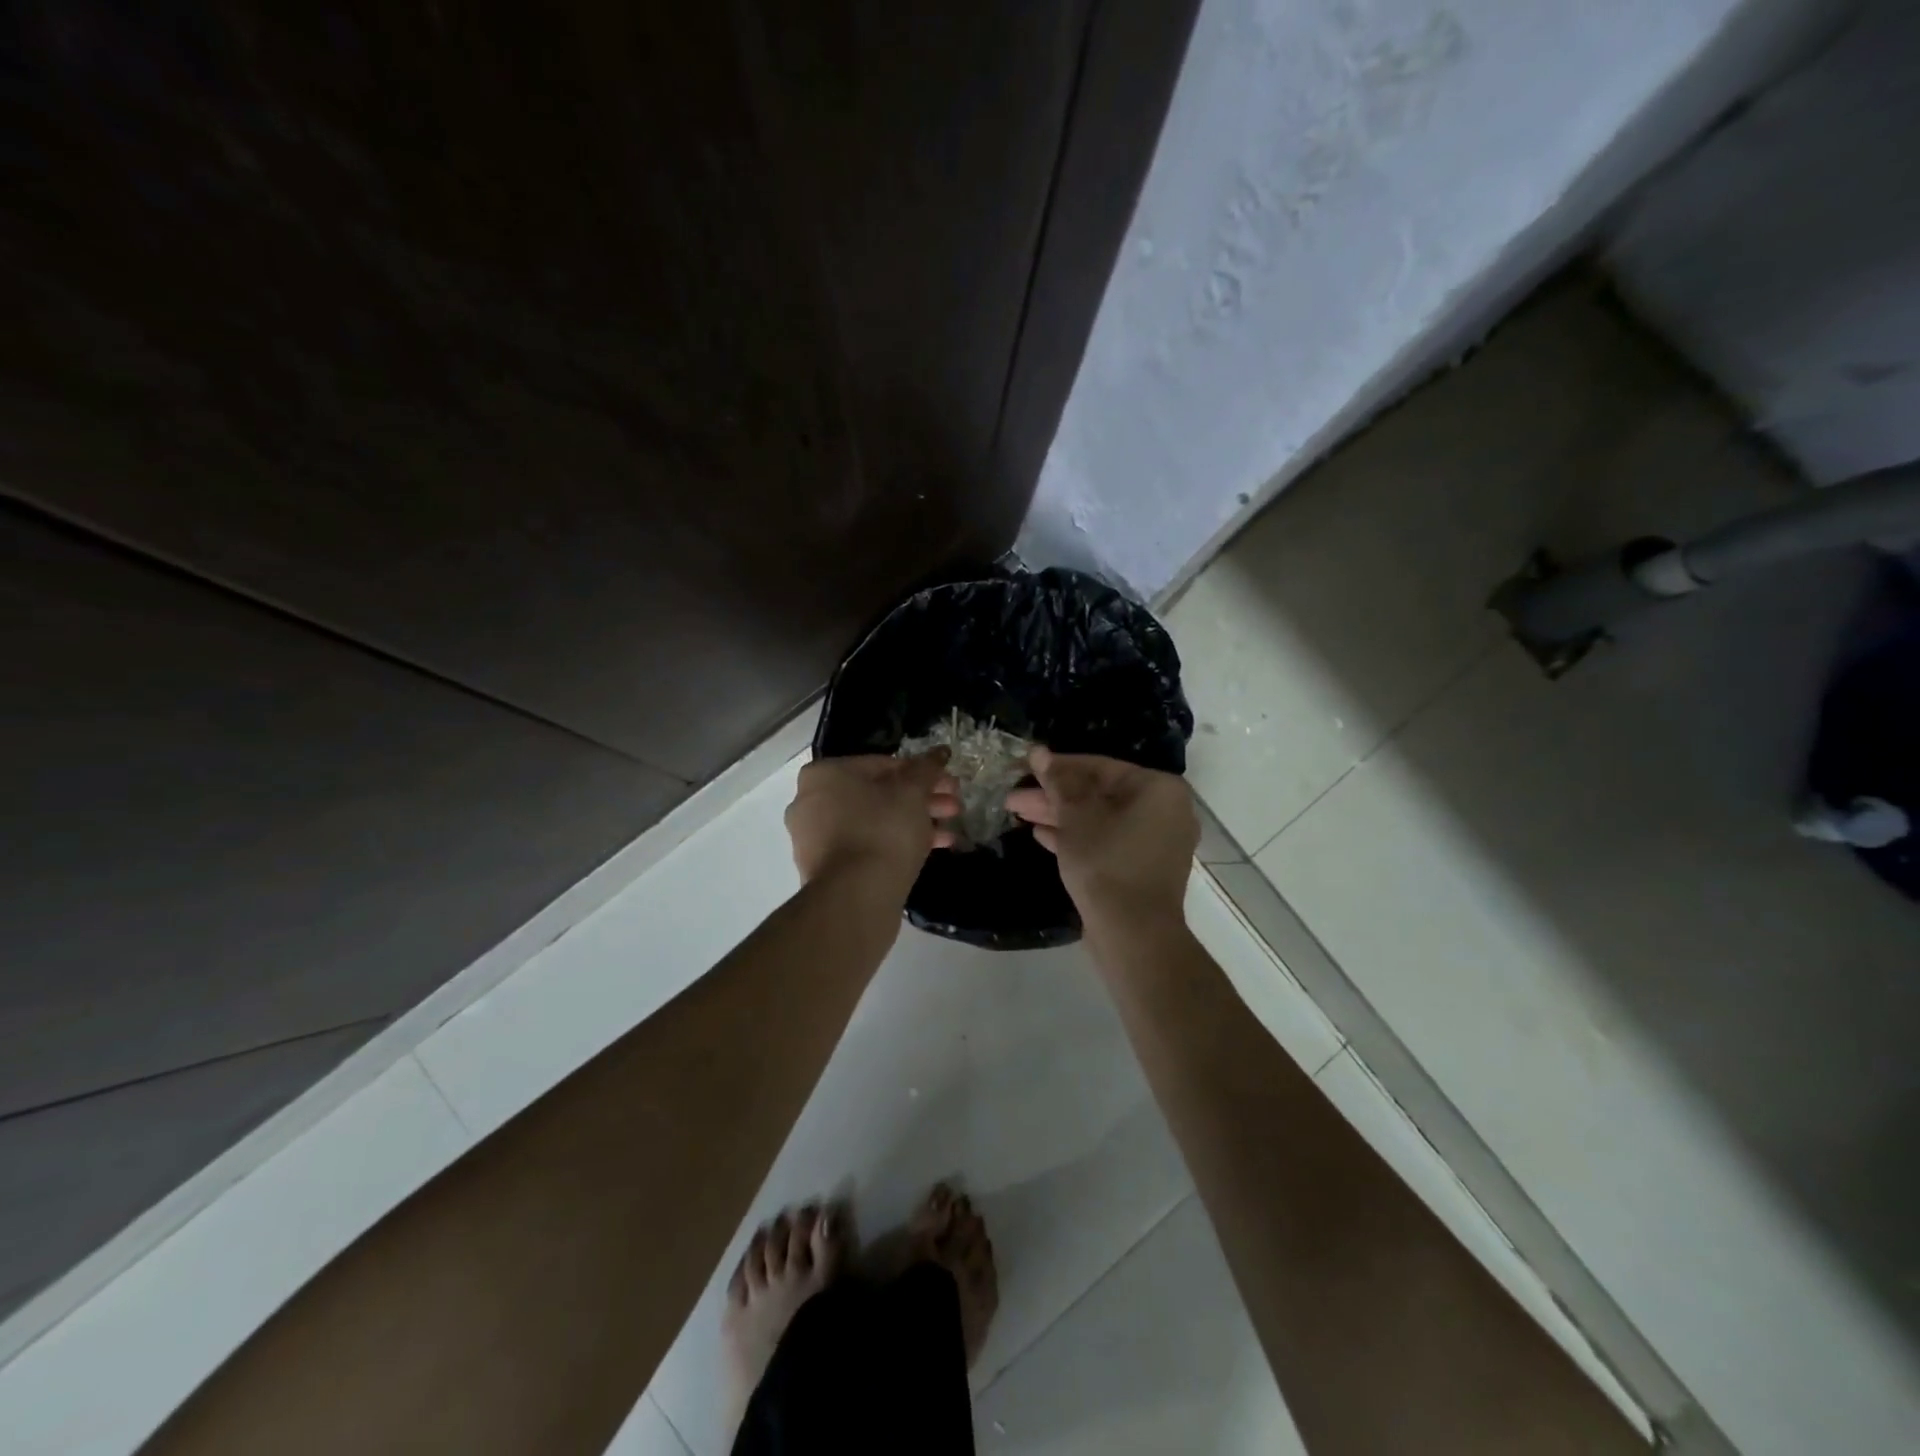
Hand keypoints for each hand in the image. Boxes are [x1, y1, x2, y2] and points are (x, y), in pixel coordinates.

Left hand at [786, 752, 960, 898]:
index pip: (882, 764)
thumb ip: (927, 768)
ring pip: (874, 821)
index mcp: (825, 774)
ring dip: (915, 823)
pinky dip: (895, 844)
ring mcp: (814, 838)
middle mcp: (811, 802)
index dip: (922, 772)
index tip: (948, 784)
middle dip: (922, 800)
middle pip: (879, 794)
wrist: (855, 897)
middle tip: (954, 808)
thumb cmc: (883, 830)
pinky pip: (865, 845)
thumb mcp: (912, 792)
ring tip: (949, 834)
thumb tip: (940, 751)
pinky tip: (931, 850)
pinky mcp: (825, 868)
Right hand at [1005, 746, 1197, 935]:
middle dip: (1054, 795)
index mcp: (1157, 789)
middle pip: (1099, 793)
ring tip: (1019, 813)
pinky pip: (1106, 842)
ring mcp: (1155, 842)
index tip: (1025, 767)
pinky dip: (1076, 838)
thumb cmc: (1106, 863)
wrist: (1133, 935)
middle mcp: (1164, 811)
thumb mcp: (1076, 817)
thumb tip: (1039, 751)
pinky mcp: (1141, 869)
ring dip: (1060, 816)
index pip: (1100, 766)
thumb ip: (1058, 782)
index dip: (1058, 767)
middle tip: (1014, 797)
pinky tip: (1041, 836)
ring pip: (1100, 819)